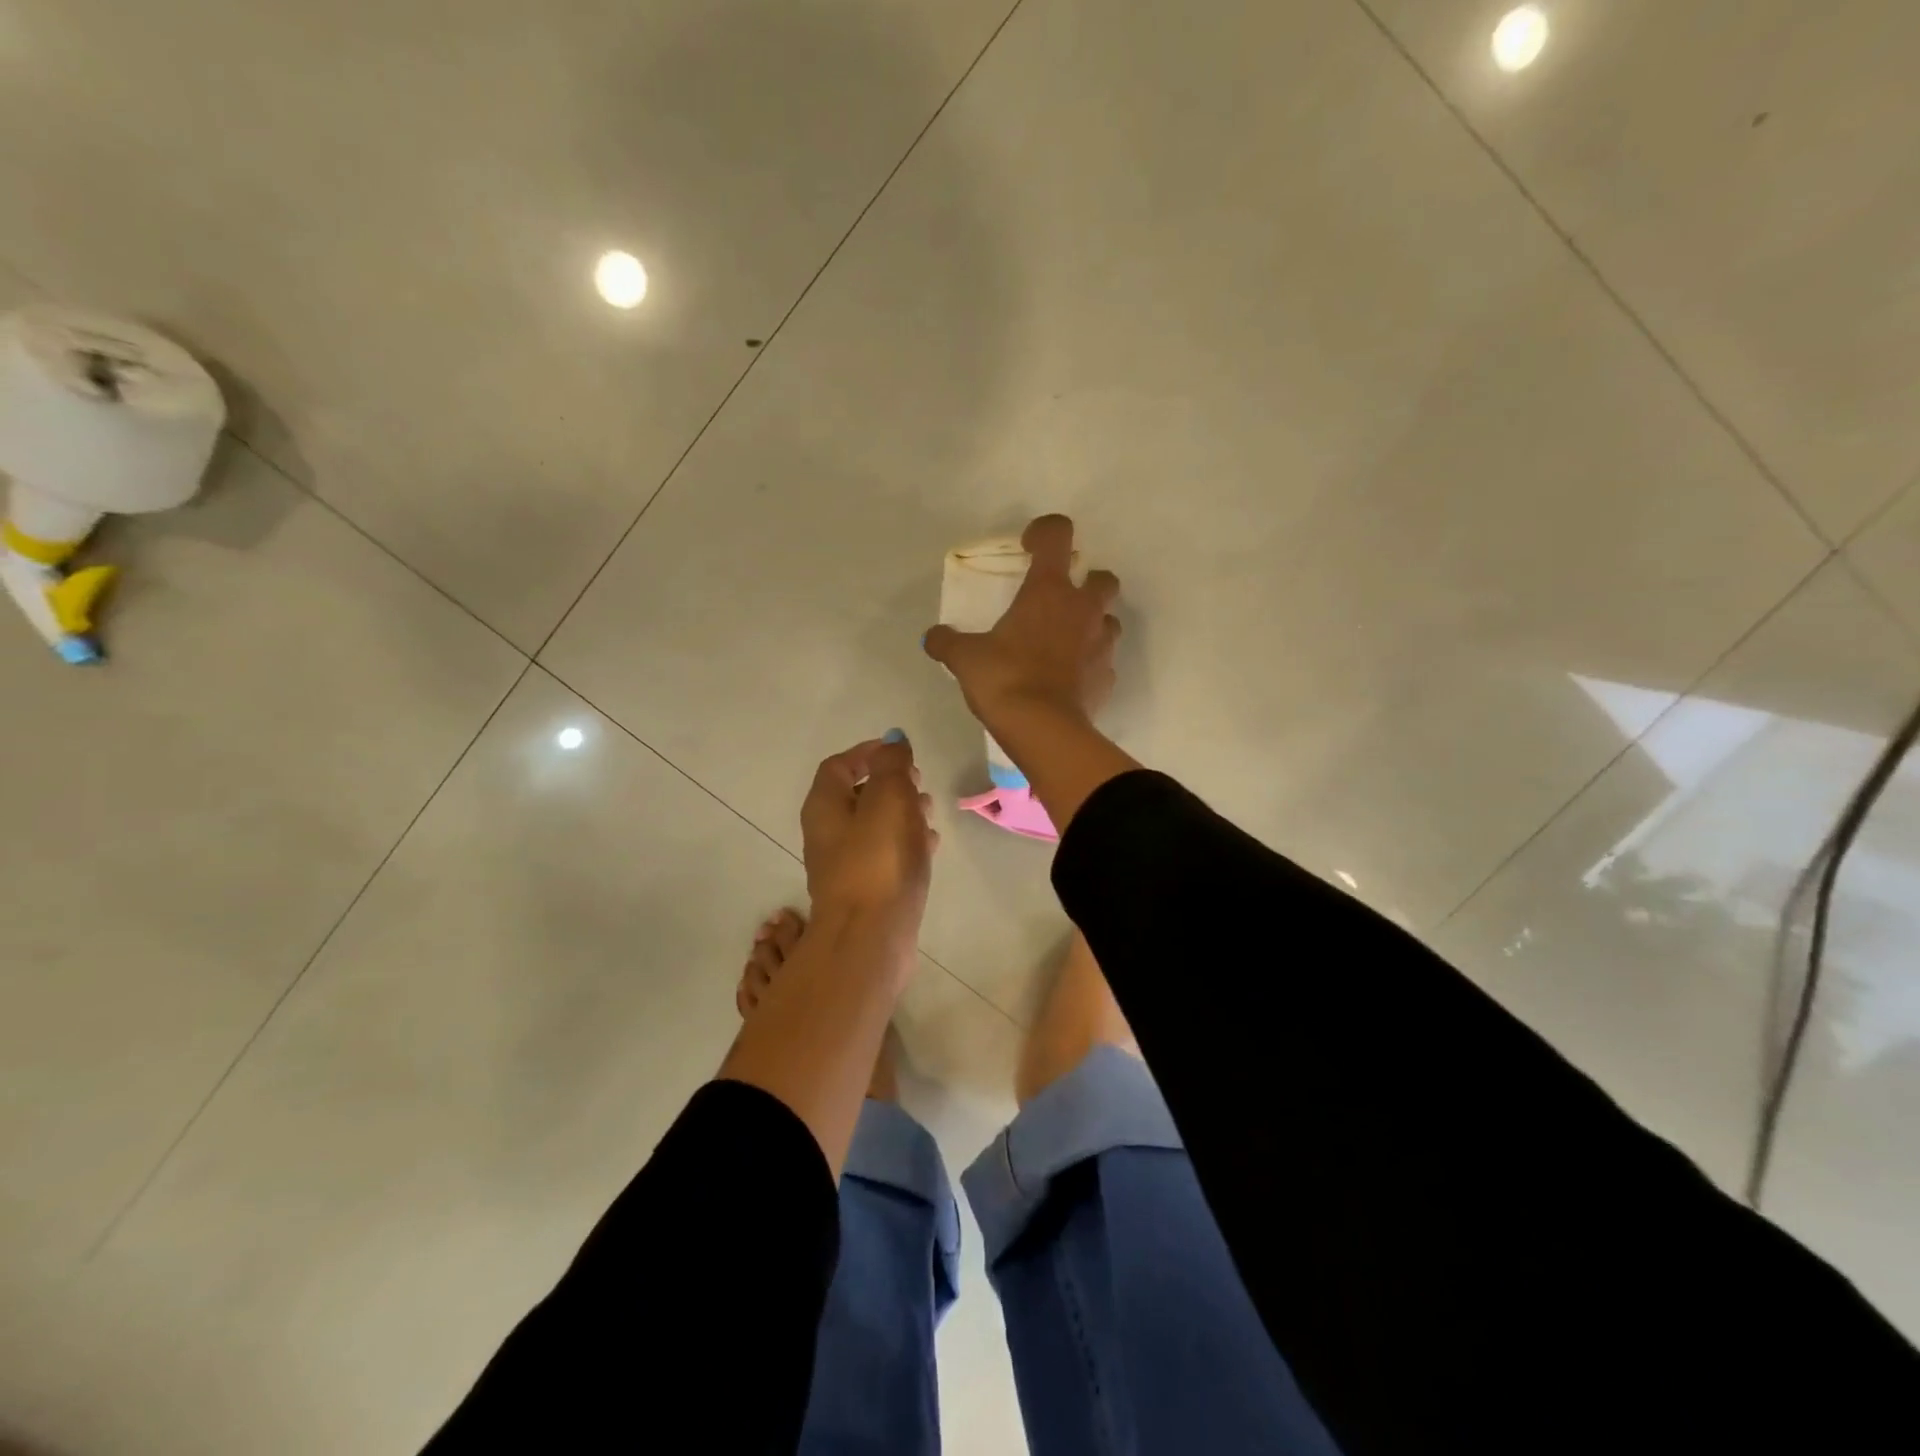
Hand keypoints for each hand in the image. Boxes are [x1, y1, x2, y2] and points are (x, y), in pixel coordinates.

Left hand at [801, 735, 938, 923]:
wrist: (870, 937)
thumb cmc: (877, 861)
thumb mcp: (888, 799)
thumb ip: (892, 766)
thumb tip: (892, 740)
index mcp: (825, 807)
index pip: (839, 766)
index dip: (867, 753)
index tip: (900, 752)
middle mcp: (828, 834)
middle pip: (856, 795)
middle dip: (889, 783)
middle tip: (919, 780)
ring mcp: (846, 865)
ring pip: (874, 826)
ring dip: (901, 811)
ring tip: (930, 808)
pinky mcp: (867, 890)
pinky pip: (885, 854)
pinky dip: (905, 841)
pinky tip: (930, 844)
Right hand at [922, 514, 1120, 734]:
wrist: (1042, 729)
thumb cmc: (1004, 679)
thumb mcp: (965, 658)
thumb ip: (948, 642)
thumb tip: (933, 637)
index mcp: (1049, 590)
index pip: (1058, 534)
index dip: (1044, 531)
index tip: (1028, 548)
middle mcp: (1083, 609)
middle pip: (1103, 578)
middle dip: (1086, 583)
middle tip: (1059, 601)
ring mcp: (1101, 644)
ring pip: (1108, 620)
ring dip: (1091, 624)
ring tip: (1064, 642)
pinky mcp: (1107, 677)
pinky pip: (1102, 662)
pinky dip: (1089, 664)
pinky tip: (1068, 679)